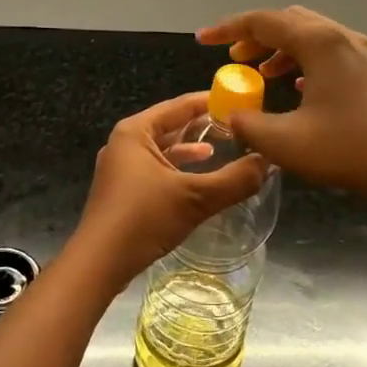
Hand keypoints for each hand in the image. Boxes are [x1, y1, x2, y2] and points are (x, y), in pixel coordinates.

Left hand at [70, 91, 269, 290]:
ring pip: (162, 149)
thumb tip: (268, 161)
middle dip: (202, 126)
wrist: (98, 263)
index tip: (240, 102)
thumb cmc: (143, 219)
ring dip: (190, 149)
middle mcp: (125, 142)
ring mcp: (120, 167)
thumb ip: (235, 180)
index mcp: (136, 131)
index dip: (211, 102)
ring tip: (220, 148)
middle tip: (236, 126)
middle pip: (170, 124)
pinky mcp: (121, 190)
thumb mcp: (195, 198)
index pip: (180, 105)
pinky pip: (155, 168)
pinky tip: (196, 178)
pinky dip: (177, 169)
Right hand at [196, 6, 366, 214]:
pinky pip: (331, 53)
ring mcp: (364, 52)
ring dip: (281, 49)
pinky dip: (305, 61)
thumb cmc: (350, 149)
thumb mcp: (287, 143)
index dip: (228, 30)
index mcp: (319, 43)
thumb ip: (249, 125)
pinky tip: (298, 88)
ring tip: (261, 73)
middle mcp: (342, 37)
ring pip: (312, 36)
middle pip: (289, 21)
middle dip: (255, 36)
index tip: (203, 41)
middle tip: (234, 60)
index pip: (262, 22)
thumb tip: (232, 116)